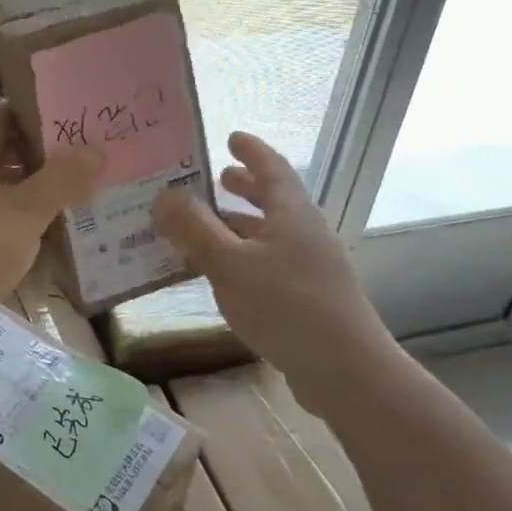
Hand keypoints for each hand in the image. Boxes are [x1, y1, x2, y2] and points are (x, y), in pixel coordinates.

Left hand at [0, 106, 101, 342]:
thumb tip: (96, 149)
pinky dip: (17, 216)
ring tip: (78, 193)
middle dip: (44, 155)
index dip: (41, 114)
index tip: (78, 122)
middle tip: (88, 159)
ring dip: (33, 188)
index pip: (5, 114)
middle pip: (3, 149)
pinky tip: (46, 230)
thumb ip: (61, 179)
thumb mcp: (24, 212)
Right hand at [151, 131, 400, 406]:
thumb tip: (163, 195)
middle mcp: (305, 233)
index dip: (251, 150)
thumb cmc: (286, 306)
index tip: (231, 137)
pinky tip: (222, 276)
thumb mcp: (229, 263)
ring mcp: (311, 268)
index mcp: (291, 213)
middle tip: (216, 179)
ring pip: (270, 234)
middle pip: (274, 200)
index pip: (272, 168)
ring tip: (207, 227)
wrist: (347, 373)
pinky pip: (270, 264)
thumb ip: (194, 228)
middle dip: (245, 187)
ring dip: (239, 225)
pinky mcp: (309, 300)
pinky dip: (244, 257)